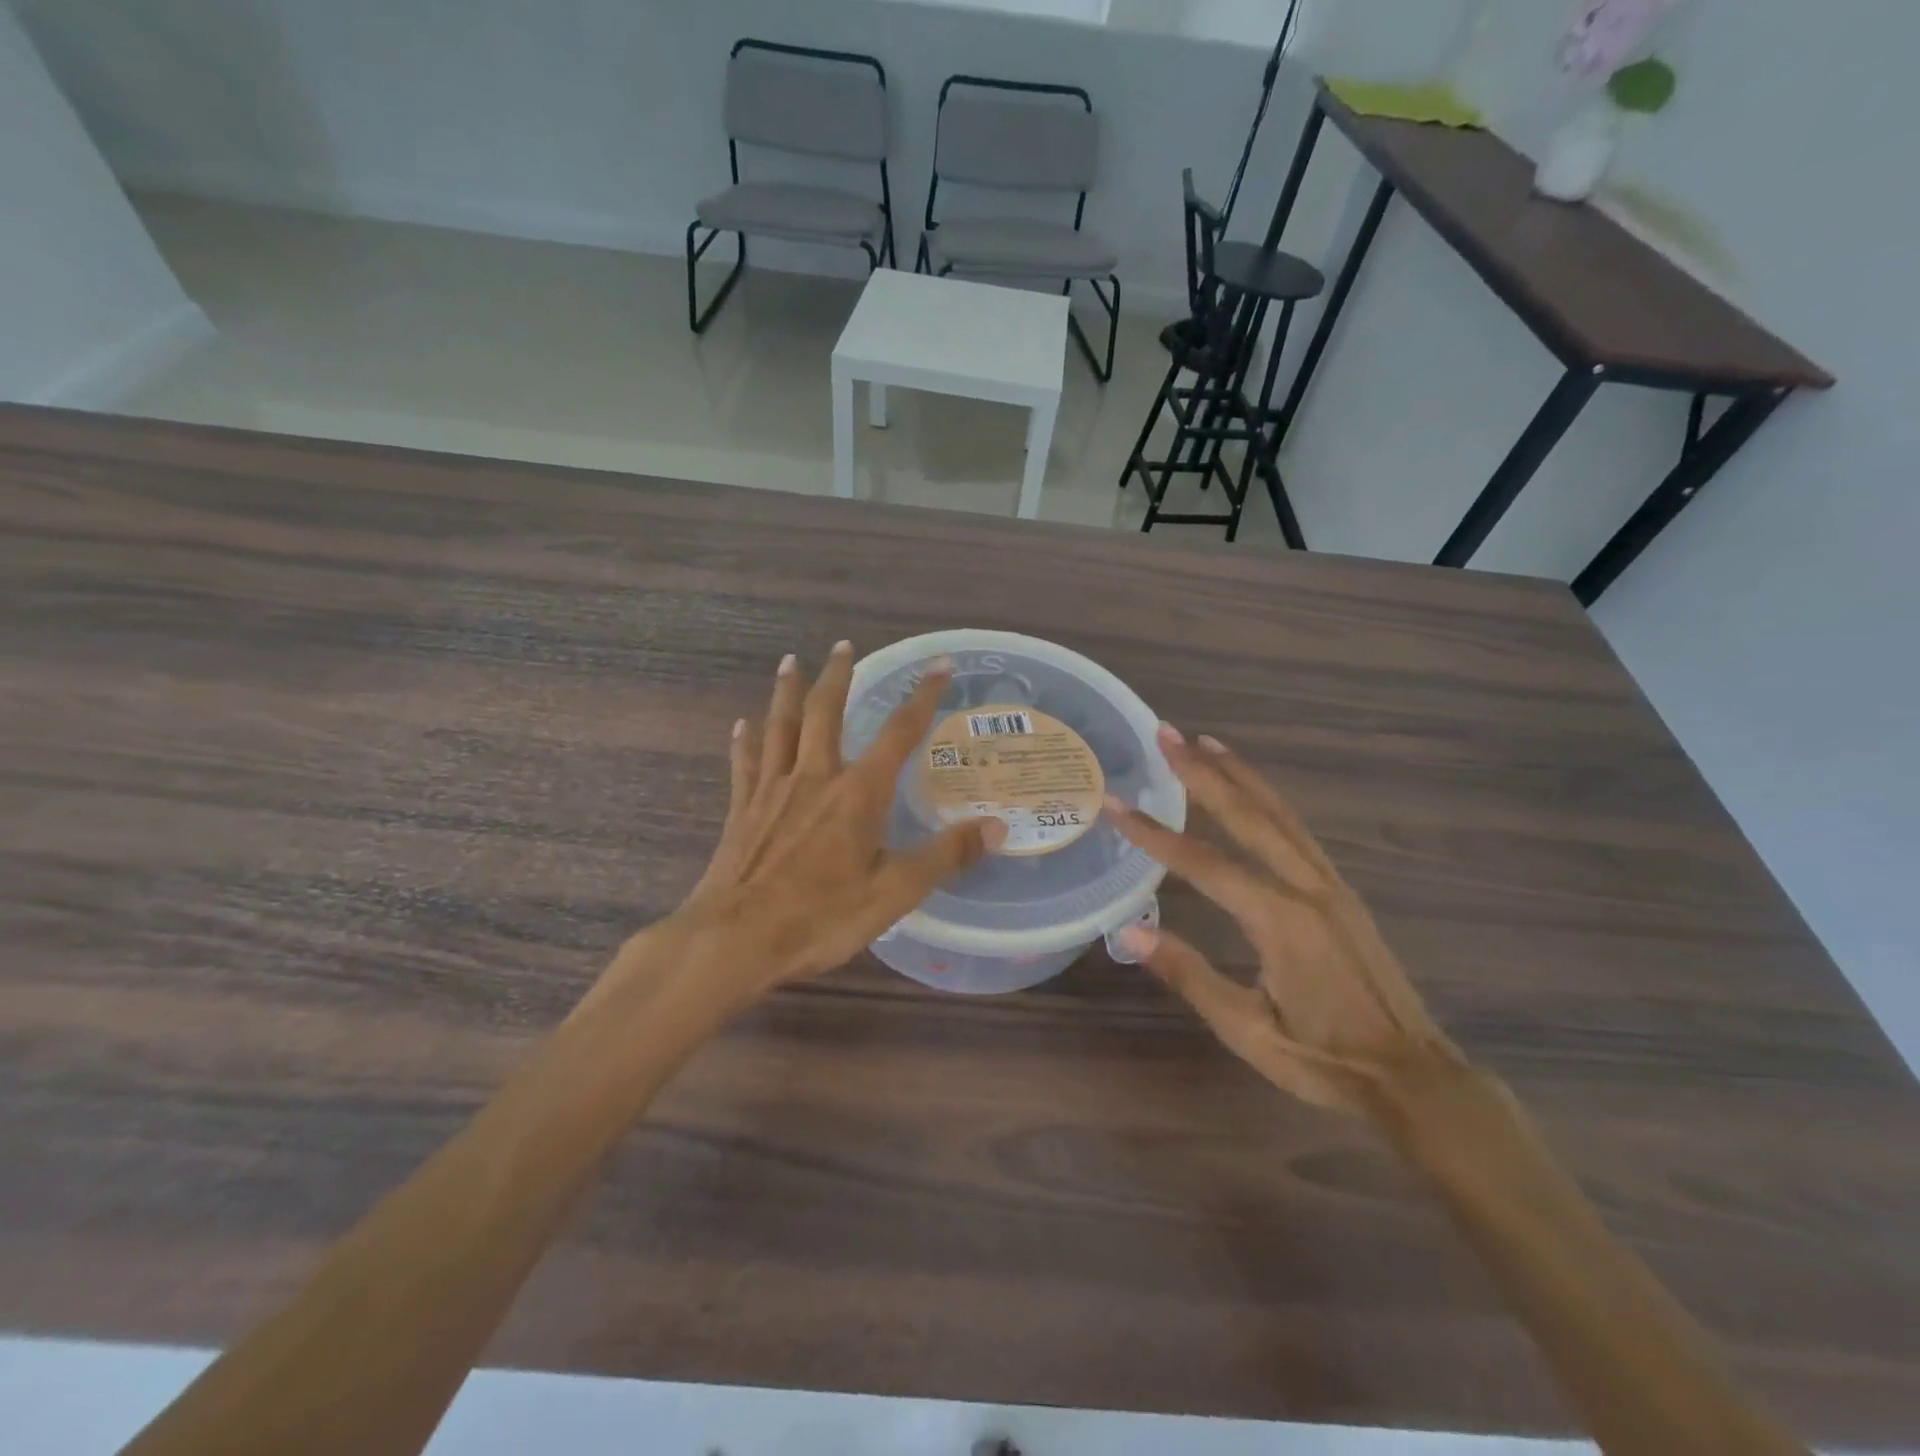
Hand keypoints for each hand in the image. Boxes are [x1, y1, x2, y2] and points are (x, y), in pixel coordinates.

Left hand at [673, 643, 1003, 1003]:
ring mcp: (772, 789)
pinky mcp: (742, 809)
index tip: (940, 665)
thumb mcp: (895, 893)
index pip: (899, 733)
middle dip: (837, 676)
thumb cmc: (820, 918)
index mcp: (858, 793)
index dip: (923, 697)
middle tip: (843, 645)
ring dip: (787, 691)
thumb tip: (998, 827)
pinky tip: (743, 725)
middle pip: (825, 712)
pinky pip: (745, 763)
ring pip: (780, 726)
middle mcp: (815, 777)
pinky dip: (746, 740)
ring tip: (791, 661)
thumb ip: (946, 856)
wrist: (735, 941)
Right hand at [1107, 727, 1463, 1117]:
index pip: (1203, 863)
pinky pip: (1297, 830)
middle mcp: (1307, 888)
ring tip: (1204, 741)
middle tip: (1167, 733)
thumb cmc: (1325, 1061)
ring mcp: (1330, 885)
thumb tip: (1130, 932)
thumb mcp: (1248, 1030)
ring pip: (1279, 813)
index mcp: (1280, 920)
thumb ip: (1189, 974)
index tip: (1116, 805)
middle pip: (1248, 814)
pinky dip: (1267, 798)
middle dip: (1203, 771)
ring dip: (1238, 773)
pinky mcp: (1341, 892)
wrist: (1416, 1079)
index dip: (1154, 833)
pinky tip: (1250, 790)